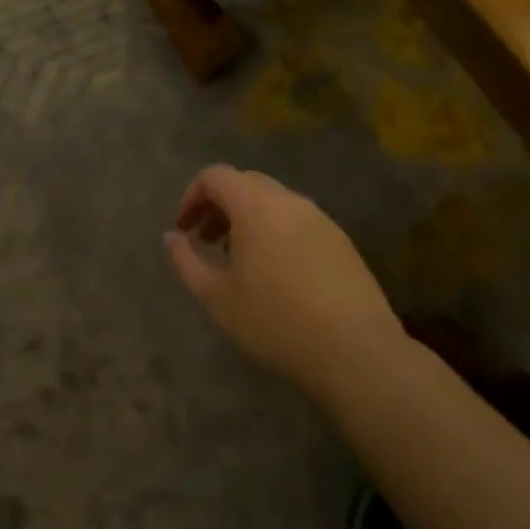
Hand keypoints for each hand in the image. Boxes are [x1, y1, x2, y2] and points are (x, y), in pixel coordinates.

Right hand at [166, 165, 405, 398]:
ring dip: (247, 220)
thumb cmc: (276, 321)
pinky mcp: (341, 242)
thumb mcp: (218, 297)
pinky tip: (275, 274)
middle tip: (205, 241)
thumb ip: (187, 261)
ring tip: (238, 261)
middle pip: (246, 184)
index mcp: (256, 205)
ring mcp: (321, 219)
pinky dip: (275, 232)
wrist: (357, 352)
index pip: (216, 176)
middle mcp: (289, 200)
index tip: (184, 230)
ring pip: (274, 203)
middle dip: (219, 206)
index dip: (192, 196)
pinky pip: (298, 222)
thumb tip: (173, 237)